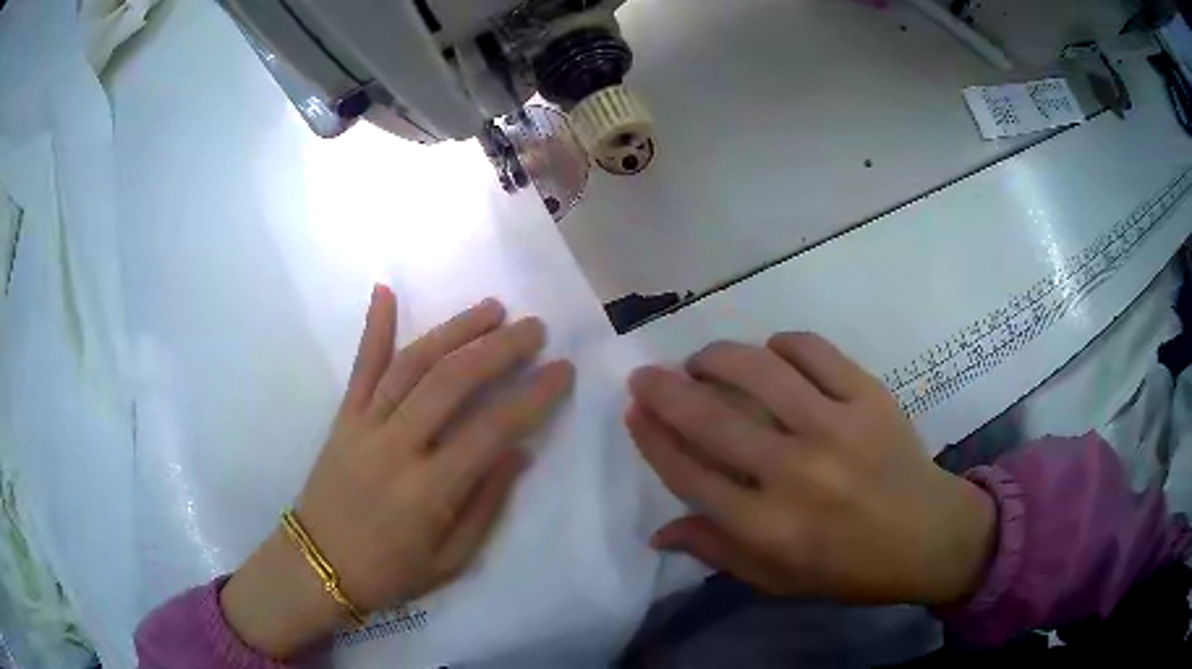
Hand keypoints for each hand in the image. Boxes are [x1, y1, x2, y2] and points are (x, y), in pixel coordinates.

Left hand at [221, 286, 573, 657]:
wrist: (316, 566)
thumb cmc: (389, 573)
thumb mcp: (451, 561)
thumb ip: (486, 506)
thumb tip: (519, 453)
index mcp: (429, 490)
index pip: (491, 429)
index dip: (533, 395)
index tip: (562, 369)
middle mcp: (397, 447)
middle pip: (452, 382)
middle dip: (499, 348)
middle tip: (533, 327)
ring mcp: (364, 426)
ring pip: (412, 365)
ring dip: (453, 331)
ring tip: (490, 308)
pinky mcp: (342, 418)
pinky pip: (360, 368)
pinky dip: (373, 328)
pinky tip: (385, 291)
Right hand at [626, 333, 994, 605]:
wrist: (928, 536)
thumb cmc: (848, 568)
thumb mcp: (777, 580)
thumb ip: (716, 552)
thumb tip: (658, 530)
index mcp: (768, 528)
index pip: (689, 473)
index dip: (652, 438)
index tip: (634, 412)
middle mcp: (795, 473)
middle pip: (710, 418)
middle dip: (664, 390)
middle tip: (647, 376)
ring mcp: (836, 427)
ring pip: (756, 371)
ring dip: (716, 357)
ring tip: (703, 361)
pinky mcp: (869, 395)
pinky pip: (812, 350)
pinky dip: (781, 345)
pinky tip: (771, 355)